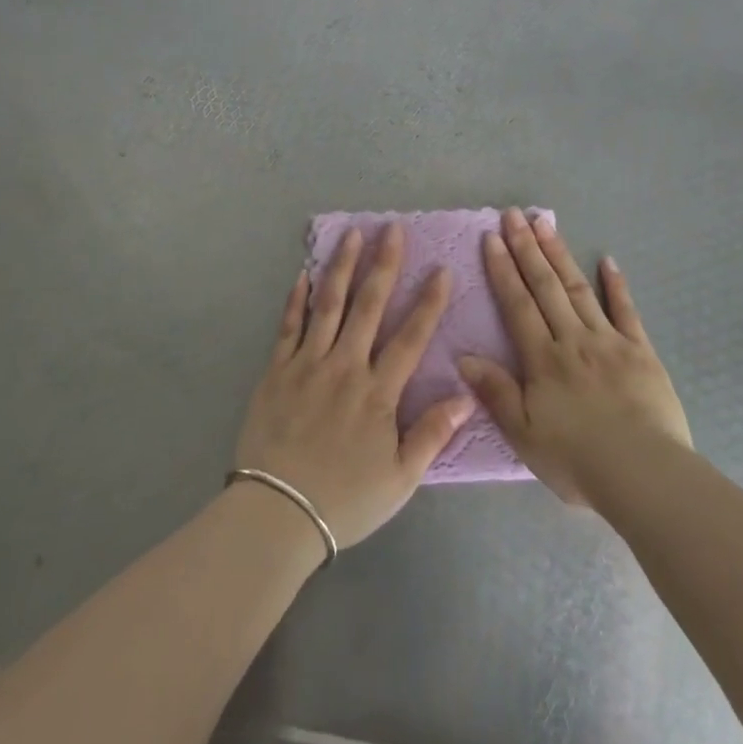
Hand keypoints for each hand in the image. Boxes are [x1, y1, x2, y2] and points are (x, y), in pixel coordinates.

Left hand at [235, 223, 475, 549]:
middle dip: (384, 264)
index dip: (428, 302)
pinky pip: (288, 326)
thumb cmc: (345, 500)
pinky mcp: (276, 371)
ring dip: (342, 267)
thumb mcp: (400, 478)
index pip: (411, 337)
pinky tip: (303, 274)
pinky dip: (297, 298)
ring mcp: (307, 364)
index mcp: (378, 392)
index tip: (441, 269)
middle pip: (368, 306)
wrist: (276, 514)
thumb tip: (465, 395)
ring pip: (328, 305)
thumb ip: (432, 434)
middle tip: (393, 229)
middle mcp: (345, 367)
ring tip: (352, 234)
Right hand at [460, 208, 691, 506]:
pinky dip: (616, 285)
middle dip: (527, 249)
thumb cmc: (577, 459)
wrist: (643, 474)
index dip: (503, 270)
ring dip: (560, 255)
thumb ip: (495, 392)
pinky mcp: (641, 351)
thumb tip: (463, 356)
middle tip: (514, 214)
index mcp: (543, 359)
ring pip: (578, 289)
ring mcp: (609, 341)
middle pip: (545, 286)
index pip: (517, 304)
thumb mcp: (524, 434)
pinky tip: (608, 261)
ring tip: (545, 224)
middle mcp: (573, 339)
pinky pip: (626, 311)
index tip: (492, 238)